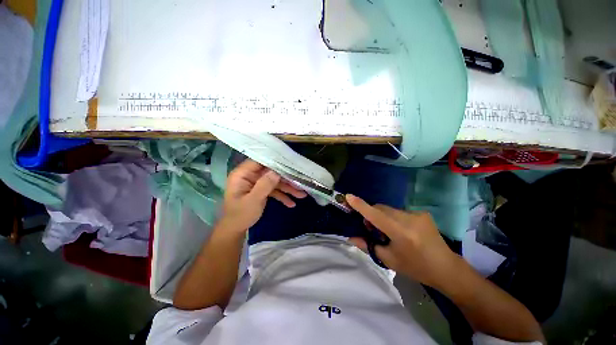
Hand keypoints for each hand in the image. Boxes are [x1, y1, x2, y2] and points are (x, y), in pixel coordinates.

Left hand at [219, 159, 306, 232]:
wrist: (236, 229)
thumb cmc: (240, 215)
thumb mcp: (253, 200)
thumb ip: (264, 185)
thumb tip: (277, 172)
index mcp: (243, 174)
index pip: (260, 161)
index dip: (275, 161)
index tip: (290, 162)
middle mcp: (250, 176)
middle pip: (271, 172)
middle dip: (286, 179)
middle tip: (301, 183)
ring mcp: (257, 183)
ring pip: (275, 181)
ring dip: (287, 188)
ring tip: (302, 195)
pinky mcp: (261, 190)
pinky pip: (274, 189)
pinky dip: (282, 195)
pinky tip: (292, 203)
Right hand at [346, 194, 461, 288]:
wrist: (447, 268)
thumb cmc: (416, 267)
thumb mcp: (389, 260)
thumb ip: (368, 245)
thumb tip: (351, 237)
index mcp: (401, 232)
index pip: (376, 215)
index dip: (361, 205)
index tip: (348, 196)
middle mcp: (409, 219)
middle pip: (381, 208)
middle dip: (371, 213)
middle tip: (369, 227)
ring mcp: (417, 214)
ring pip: (389, 209)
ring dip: (382, 216)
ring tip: (386, 230)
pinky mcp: (422, 213)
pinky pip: (399, 211)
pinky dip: (393, 217)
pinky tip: (400, 229)